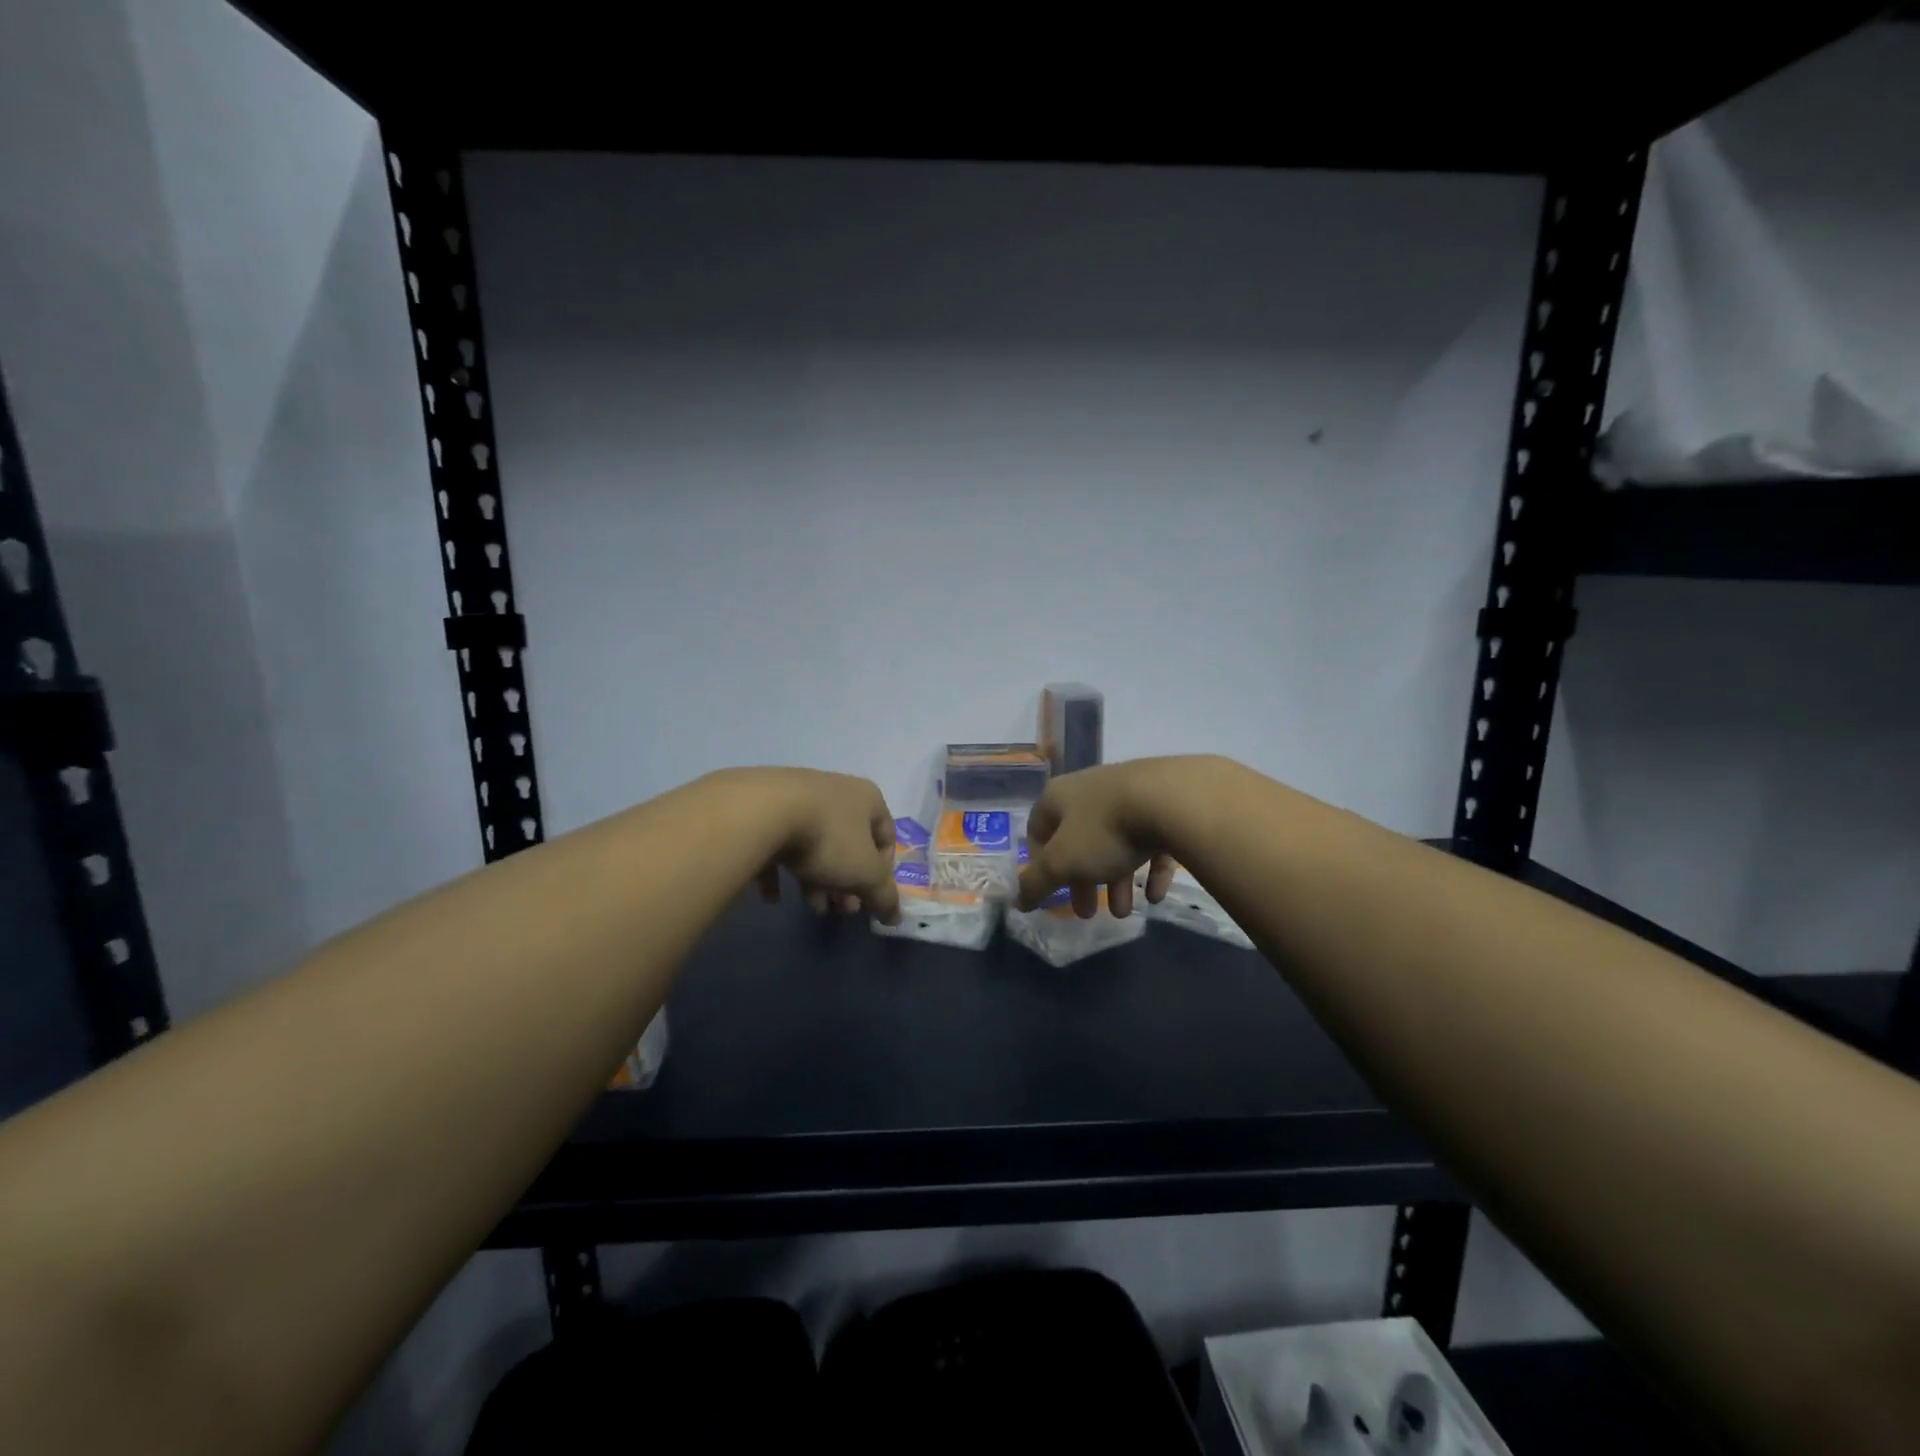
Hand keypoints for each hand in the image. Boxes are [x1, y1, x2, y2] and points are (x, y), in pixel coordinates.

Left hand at [743, 768, 901, 924]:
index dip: (882, 873)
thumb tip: (895, 916)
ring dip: (817, 879)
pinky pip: (778, 842)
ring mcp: (798, 795)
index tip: (868, 898)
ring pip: (814, 844)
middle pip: (848, 844)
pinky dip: (779, 871)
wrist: (762, 812)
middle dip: (846, 882)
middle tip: (839, 908)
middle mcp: (836, 790)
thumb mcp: (864, 873)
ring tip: (811, 906)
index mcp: (868, 798)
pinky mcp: (764, 806)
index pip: (886, 837)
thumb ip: (883, 896)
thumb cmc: (827, 839)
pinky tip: (771, 896)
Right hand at [1015, 759, 1189, 918]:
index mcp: (1059, 797)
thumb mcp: (1062, 862)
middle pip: (1079, 841)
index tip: (1050, 890)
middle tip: (1088, 913)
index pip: (1037, 828)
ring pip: (1115, 843)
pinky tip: (1155, 896)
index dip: (1039, 862)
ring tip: (1126, 913)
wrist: (1172, 800)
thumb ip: (1037, 883)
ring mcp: (1128, 795)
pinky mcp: (1162, 805)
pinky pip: (1150, 842)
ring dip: (1117, 881)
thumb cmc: (1104, 830)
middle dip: (1082, 882)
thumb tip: (1017, 901)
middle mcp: (1090, 791)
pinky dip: (1150, 870)